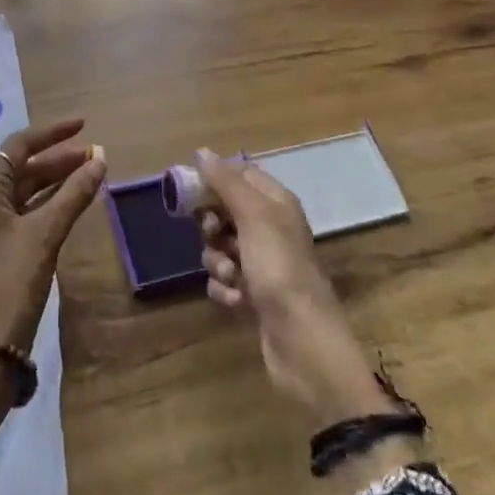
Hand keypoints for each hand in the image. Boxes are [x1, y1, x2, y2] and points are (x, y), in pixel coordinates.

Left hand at [0, 118, 106, 440]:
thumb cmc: (10, 285)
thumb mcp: (44, 236)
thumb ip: (73, 194)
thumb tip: (100, 158)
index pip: (18, 145)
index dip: (52, 133)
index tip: (84, 125)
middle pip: (20, 168)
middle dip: (58, 160)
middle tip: (96, 156)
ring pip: (22, 193)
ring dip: (53, 183)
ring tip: (90, 176)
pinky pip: (20, 215)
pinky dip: (45, 206)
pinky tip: (69, 207)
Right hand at [196, 149, 396, 429]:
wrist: (304, 344)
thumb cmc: (280, 270)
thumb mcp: (254, 217)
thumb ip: (226, 182)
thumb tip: (202, 151)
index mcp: (276, 203)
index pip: (239, 175)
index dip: (214, 180)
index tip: (190, 191)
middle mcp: (270, 229)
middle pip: (225, 211)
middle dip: (211, 226)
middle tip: (212, 235)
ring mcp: (262, 264)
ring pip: (220, 247)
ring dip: (217, 261)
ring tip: (231, 277)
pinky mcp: (253, 296)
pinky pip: (224, 280)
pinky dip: (224, 288)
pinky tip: (235, 301)